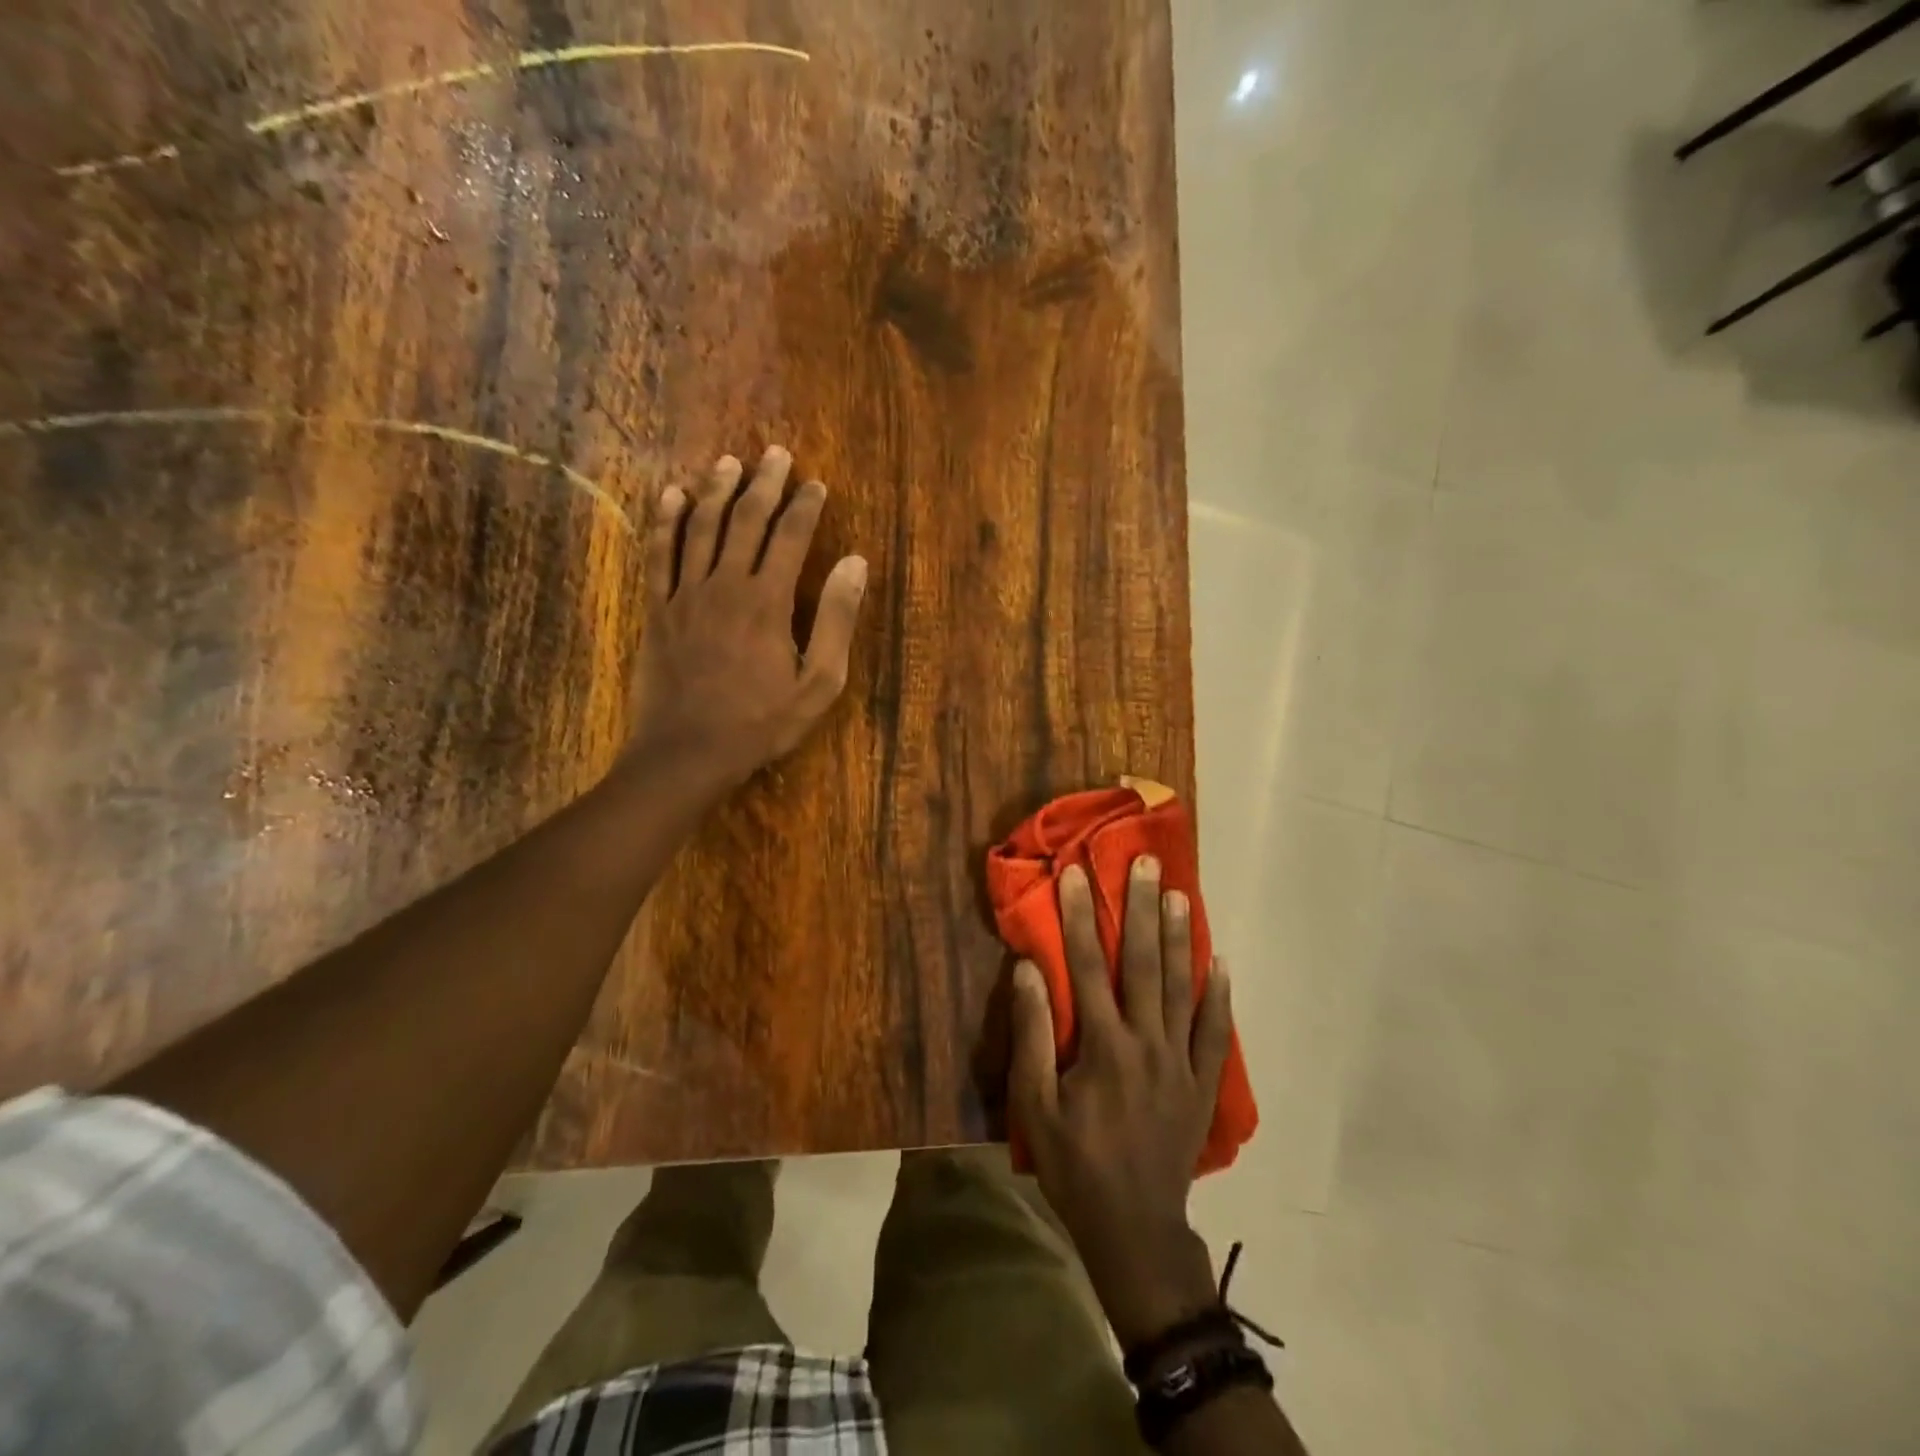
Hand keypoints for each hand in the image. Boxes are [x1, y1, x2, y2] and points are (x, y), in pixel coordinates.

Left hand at [627, 446, 867, 790]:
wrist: (688, 751)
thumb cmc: (761, 722)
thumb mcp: (819, 683)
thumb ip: (836, 620)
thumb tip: (855, 563)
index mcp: (768, 601)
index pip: (791, 538)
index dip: (805, 507)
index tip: (816, 484)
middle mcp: (725, 585)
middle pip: (746, 520)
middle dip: (764, 484)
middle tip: (775, 454)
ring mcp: (685, 594)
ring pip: (701, 528)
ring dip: (716, 490)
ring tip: (728, 461)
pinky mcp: (657, 609)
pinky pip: (658, 554)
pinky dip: (665, 521)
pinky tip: (671, 496)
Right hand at [1010, 856, 1233, 1346]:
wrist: (1135, 1229)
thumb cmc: (1075, 1166)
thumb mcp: (1035, 1106)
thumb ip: (1033, 1035)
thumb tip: (1029, 970)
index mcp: (1102, 1046)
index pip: (1086, 966)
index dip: (1079, 916)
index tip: (1077, 873)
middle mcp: (1146, 1042)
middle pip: (1143, 964)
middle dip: (1141, 909)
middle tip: (1146, 863)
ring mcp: (1181, 1061)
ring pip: (1182, 987)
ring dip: (1180, 938)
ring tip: (1181, 894)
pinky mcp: (1203, 1083)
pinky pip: (1215, 1031)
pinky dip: (1219, 995)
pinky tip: (1222, 961)